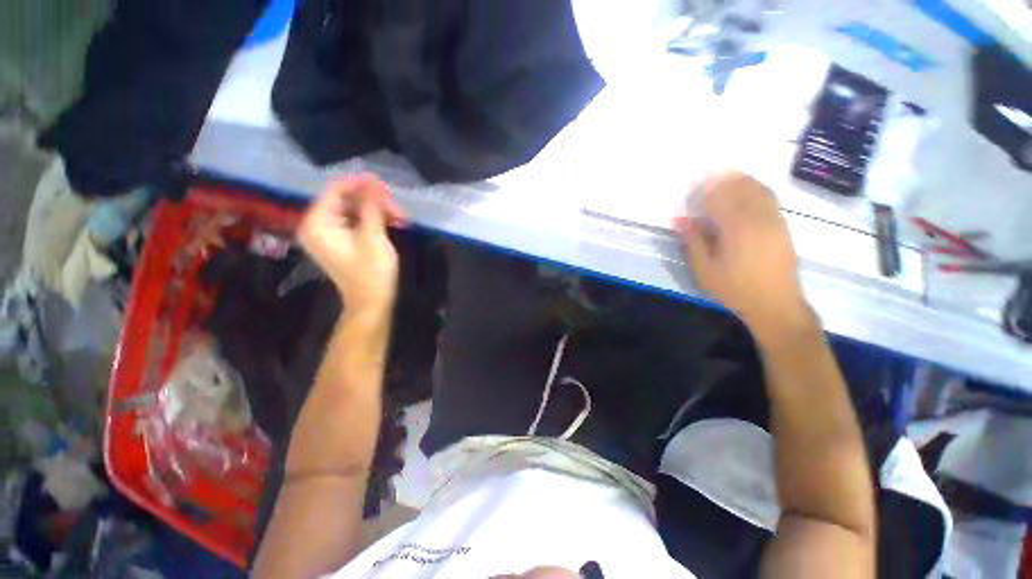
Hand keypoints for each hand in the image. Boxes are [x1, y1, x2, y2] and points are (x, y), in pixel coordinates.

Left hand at [297, 175, 404, 314]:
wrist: (371, 302)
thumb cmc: (371, 271)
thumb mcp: (373, 236)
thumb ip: (372, 206)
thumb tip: (374, 182)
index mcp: (317, 223)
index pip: (335, 191)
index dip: (359, 184)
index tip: (383, 183)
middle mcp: (317, 226)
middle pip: (345, 201)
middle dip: (373, 202)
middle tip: (398, 209)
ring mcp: (328, 235)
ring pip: (353, 212)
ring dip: (377, 212)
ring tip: (400, 219)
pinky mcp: (339, 243)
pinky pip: (355, 223)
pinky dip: (373, 222)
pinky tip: (392, 224)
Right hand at [674, 171, 809, 341]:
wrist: (776, 303)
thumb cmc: (734, 288)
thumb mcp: (704, 270)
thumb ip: (692, 242)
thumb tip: (680, 220)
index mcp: (736, 228)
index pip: (719, 196)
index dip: (704, 187)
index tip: (691, 182)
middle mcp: (758, 217)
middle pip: (740, 186)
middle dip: (721, 177)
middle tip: (705, 174)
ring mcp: (774, 219)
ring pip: (757, 188)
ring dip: (739, 178)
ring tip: (723, 176)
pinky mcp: (782, 225)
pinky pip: (768, 197)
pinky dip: (754, 187)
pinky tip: (744, 190)